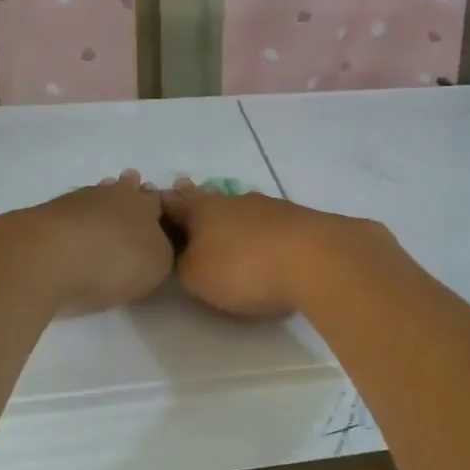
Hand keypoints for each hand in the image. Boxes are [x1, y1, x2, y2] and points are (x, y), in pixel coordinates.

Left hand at [0, 171, 174, 316]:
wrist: (47, 256)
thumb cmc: (113, 261)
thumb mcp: (156, 266)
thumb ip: (161, 253)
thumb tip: (157, 245)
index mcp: (145, 205)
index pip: (156, 200)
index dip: (158, 206)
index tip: (159, 212)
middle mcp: (113, 195)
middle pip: (124, 188)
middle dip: (129, 191)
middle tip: (131, 193)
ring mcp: (76, 201)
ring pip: (95, 196)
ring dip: (100, 202)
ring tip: (101, 212)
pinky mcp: (45, 215)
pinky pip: (69, 212)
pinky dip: (74, 219)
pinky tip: (72, 229)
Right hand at [160, 178, 394, 316]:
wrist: (318, 259)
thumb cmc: (245, 268)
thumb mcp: (197, 277)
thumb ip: (184, 265)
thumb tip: (185, 254)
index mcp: (203, 210)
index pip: (173, 202)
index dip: (160, 204)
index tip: (150, 201)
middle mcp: (234, 200)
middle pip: (208, 198)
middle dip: (195, 199)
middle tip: (183, 192)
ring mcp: (270, 207)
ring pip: (240, 207)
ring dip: (230, 214)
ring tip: (224, 221)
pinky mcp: (300, 220)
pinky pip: (270, 222)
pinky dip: (261, 228)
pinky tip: (264, 237)